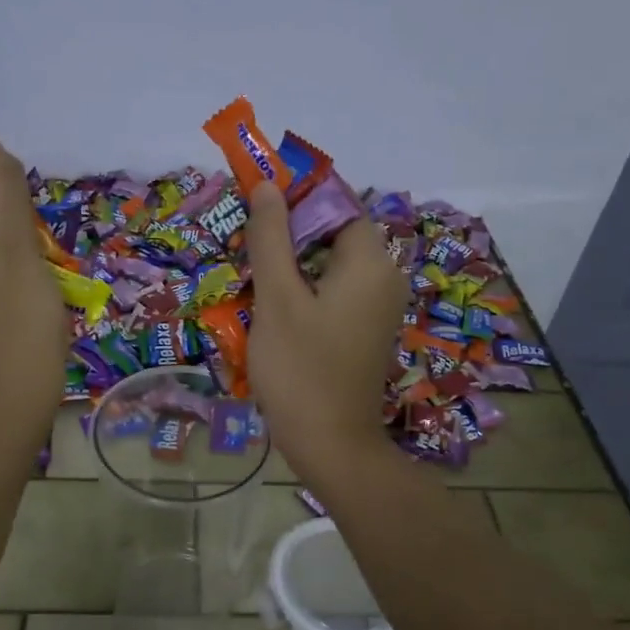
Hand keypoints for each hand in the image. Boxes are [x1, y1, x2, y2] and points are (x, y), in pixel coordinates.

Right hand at [245, 181, 407, 485]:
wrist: (331, 445)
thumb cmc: (301, 369)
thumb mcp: (277, 298)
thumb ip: (271, 237)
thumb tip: (268, 184)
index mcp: (370, 262)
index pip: (338, 202)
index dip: (297, 192)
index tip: (256, 194)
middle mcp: (384, 277)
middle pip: (335, 232)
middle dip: (290, 229)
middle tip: (245, 237)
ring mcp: (377, 307)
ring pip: (331, 263)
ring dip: (292, 260)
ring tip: (250, 268)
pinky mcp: (365, 330)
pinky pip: (335, 291)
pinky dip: (305, 287)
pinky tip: (271, 302)